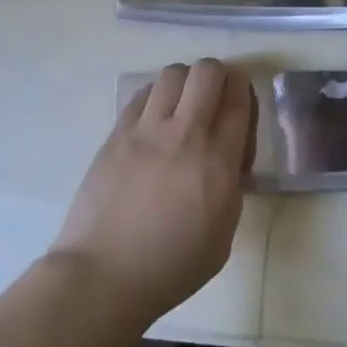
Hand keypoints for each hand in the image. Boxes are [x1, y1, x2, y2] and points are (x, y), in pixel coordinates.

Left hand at [50, 59, 254, 322]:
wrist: (103, 275)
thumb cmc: (170, 267)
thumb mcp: (223, 234)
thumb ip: (231, 186)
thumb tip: (227, 159)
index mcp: (218, 161)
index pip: (238, 100)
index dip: (243, 94)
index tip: (239, 108)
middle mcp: (185, 133)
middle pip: (207, 72)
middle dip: (218, 77)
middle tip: (214, 99)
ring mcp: (146, 129)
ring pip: (173, 73)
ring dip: (185, 82)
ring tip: (182, 106)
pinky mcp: (117, 133)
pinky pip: (142, 94)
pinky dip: (155, 96)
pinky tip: (154, 120)